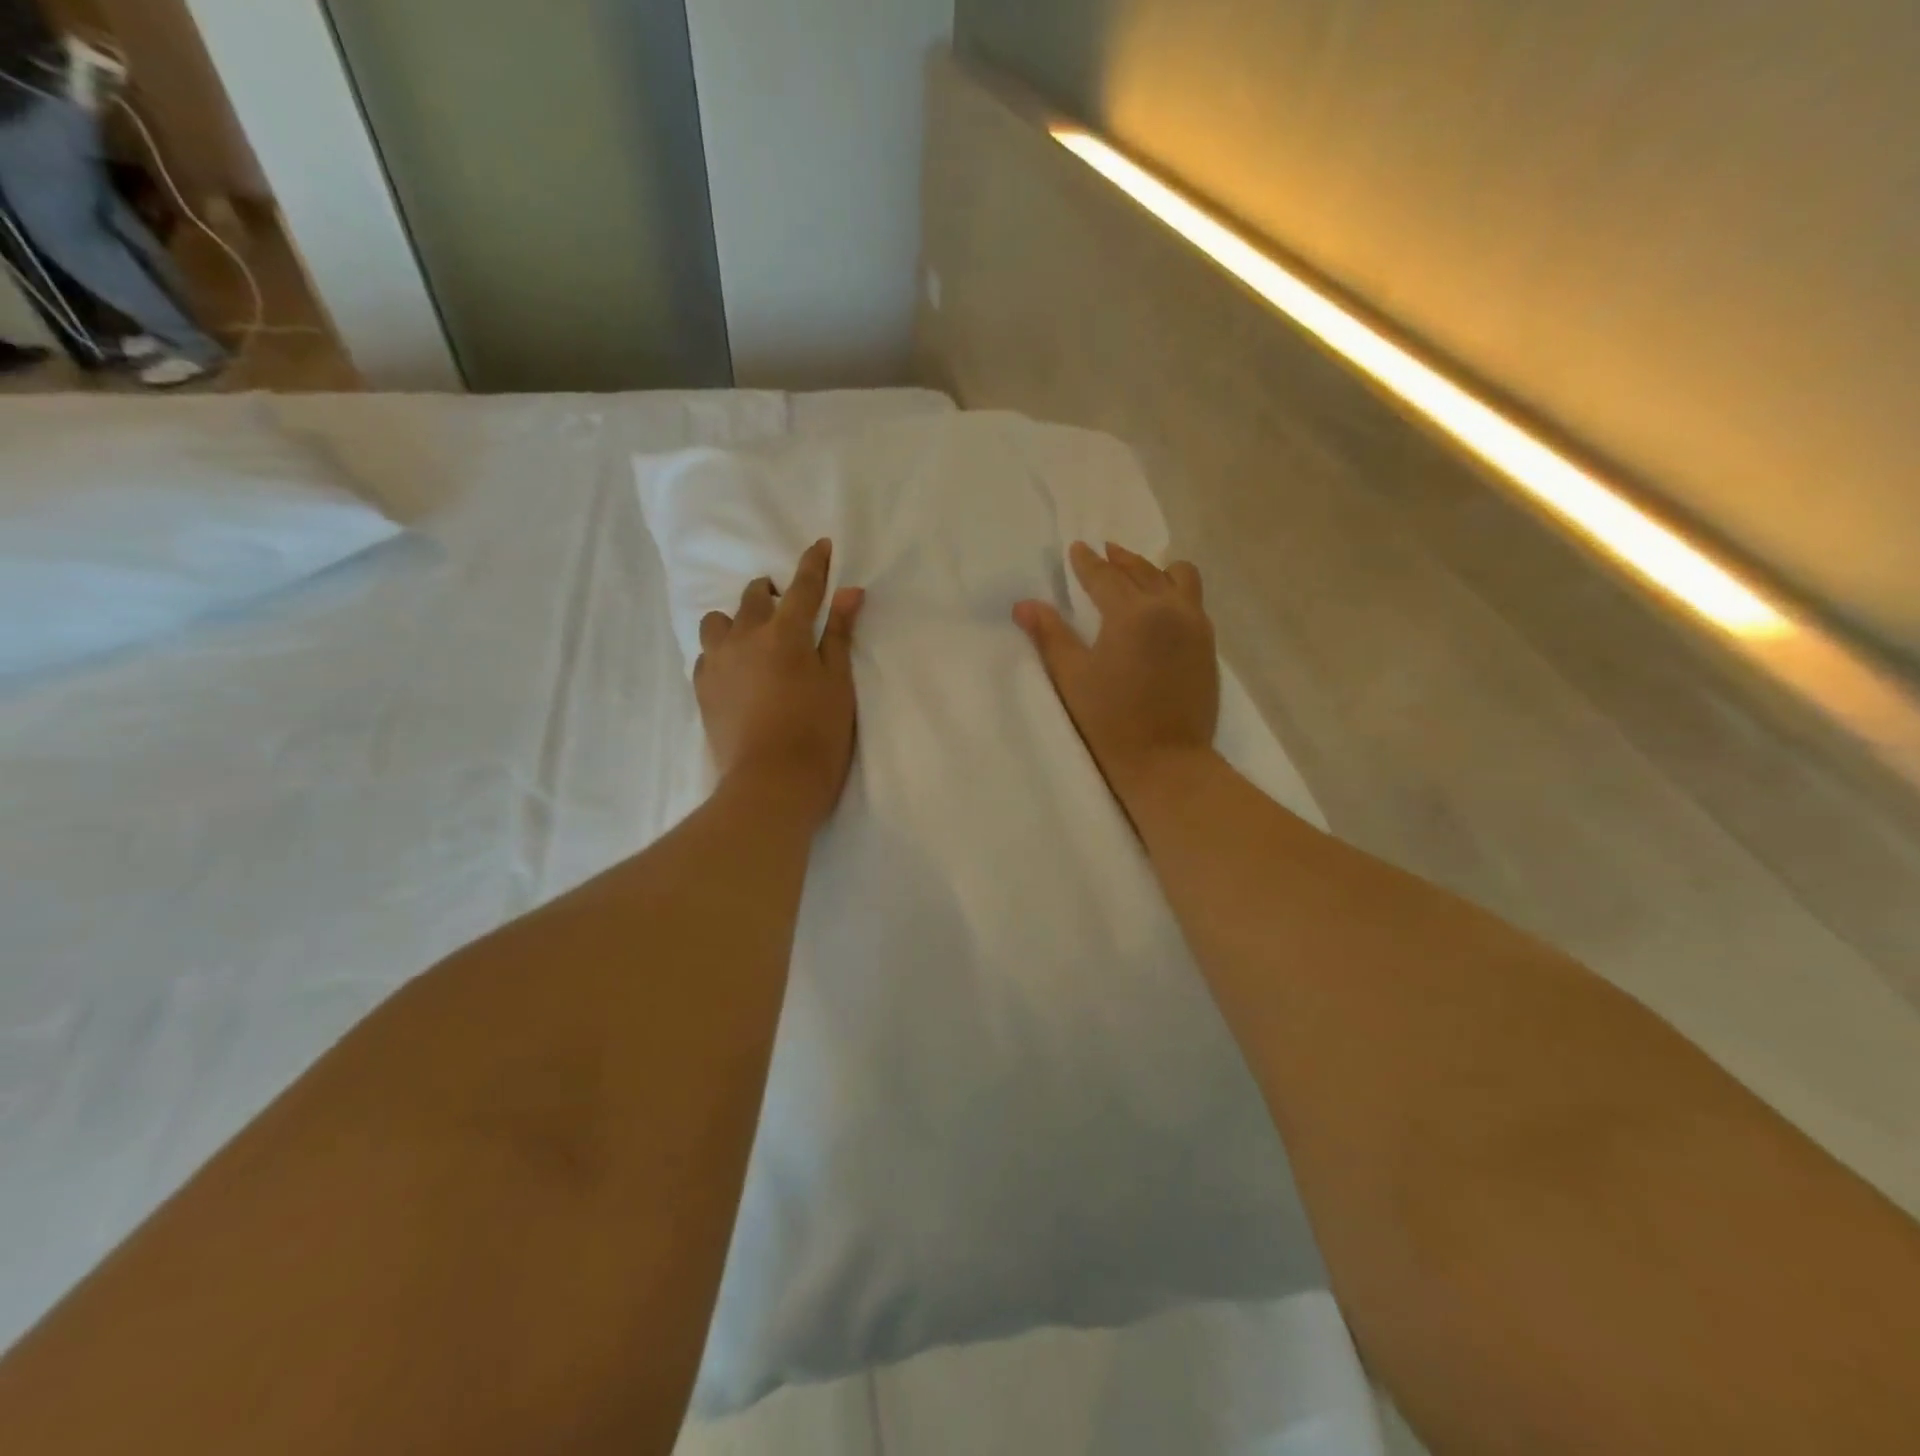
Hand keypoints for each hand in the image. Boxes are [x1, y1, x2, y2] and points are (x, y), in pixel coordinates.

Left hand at [696, 540, 864, 828]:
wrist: (771, 784)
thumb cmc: (817, 734)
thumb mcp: (838, 683)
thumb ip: (838, 635)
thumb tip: (849, 592)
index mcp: (785, 633)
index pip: (803, 587)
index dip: (814, 564)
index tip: (820, 545)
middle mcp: (745, 638)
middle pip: (753, 597)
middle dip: (770, 592)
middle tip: (785, 605)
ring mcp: (717, 663)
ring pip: (718, 622)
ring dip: (737, 620)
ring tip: (753, 639)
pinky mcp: (701, 689)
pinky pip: (706, 654)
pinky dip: (722, 651)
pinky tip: (735, 670)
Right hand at [1015, 541, 1219, 803]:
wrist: (1166, 762)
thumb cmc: (1110, 721)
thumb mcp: (1072, 677)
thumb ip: (1050, 635)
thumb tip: (1024, 604)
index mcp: (1133, 613)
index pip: (1106, 576)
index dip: (1087, 562)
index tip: (1077, 549)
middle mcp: (1170, 609)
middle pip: (1144, 570)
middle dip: (1121, 559)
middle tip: (1105, 553)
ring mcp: (1196, 627)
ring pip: (1179, 578)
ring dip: (1156, 570)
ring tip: (1139, 575)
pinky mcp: (1208, 647)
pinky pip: (1194, 601)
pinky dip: (1175, 592)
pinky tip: (1161, 606)